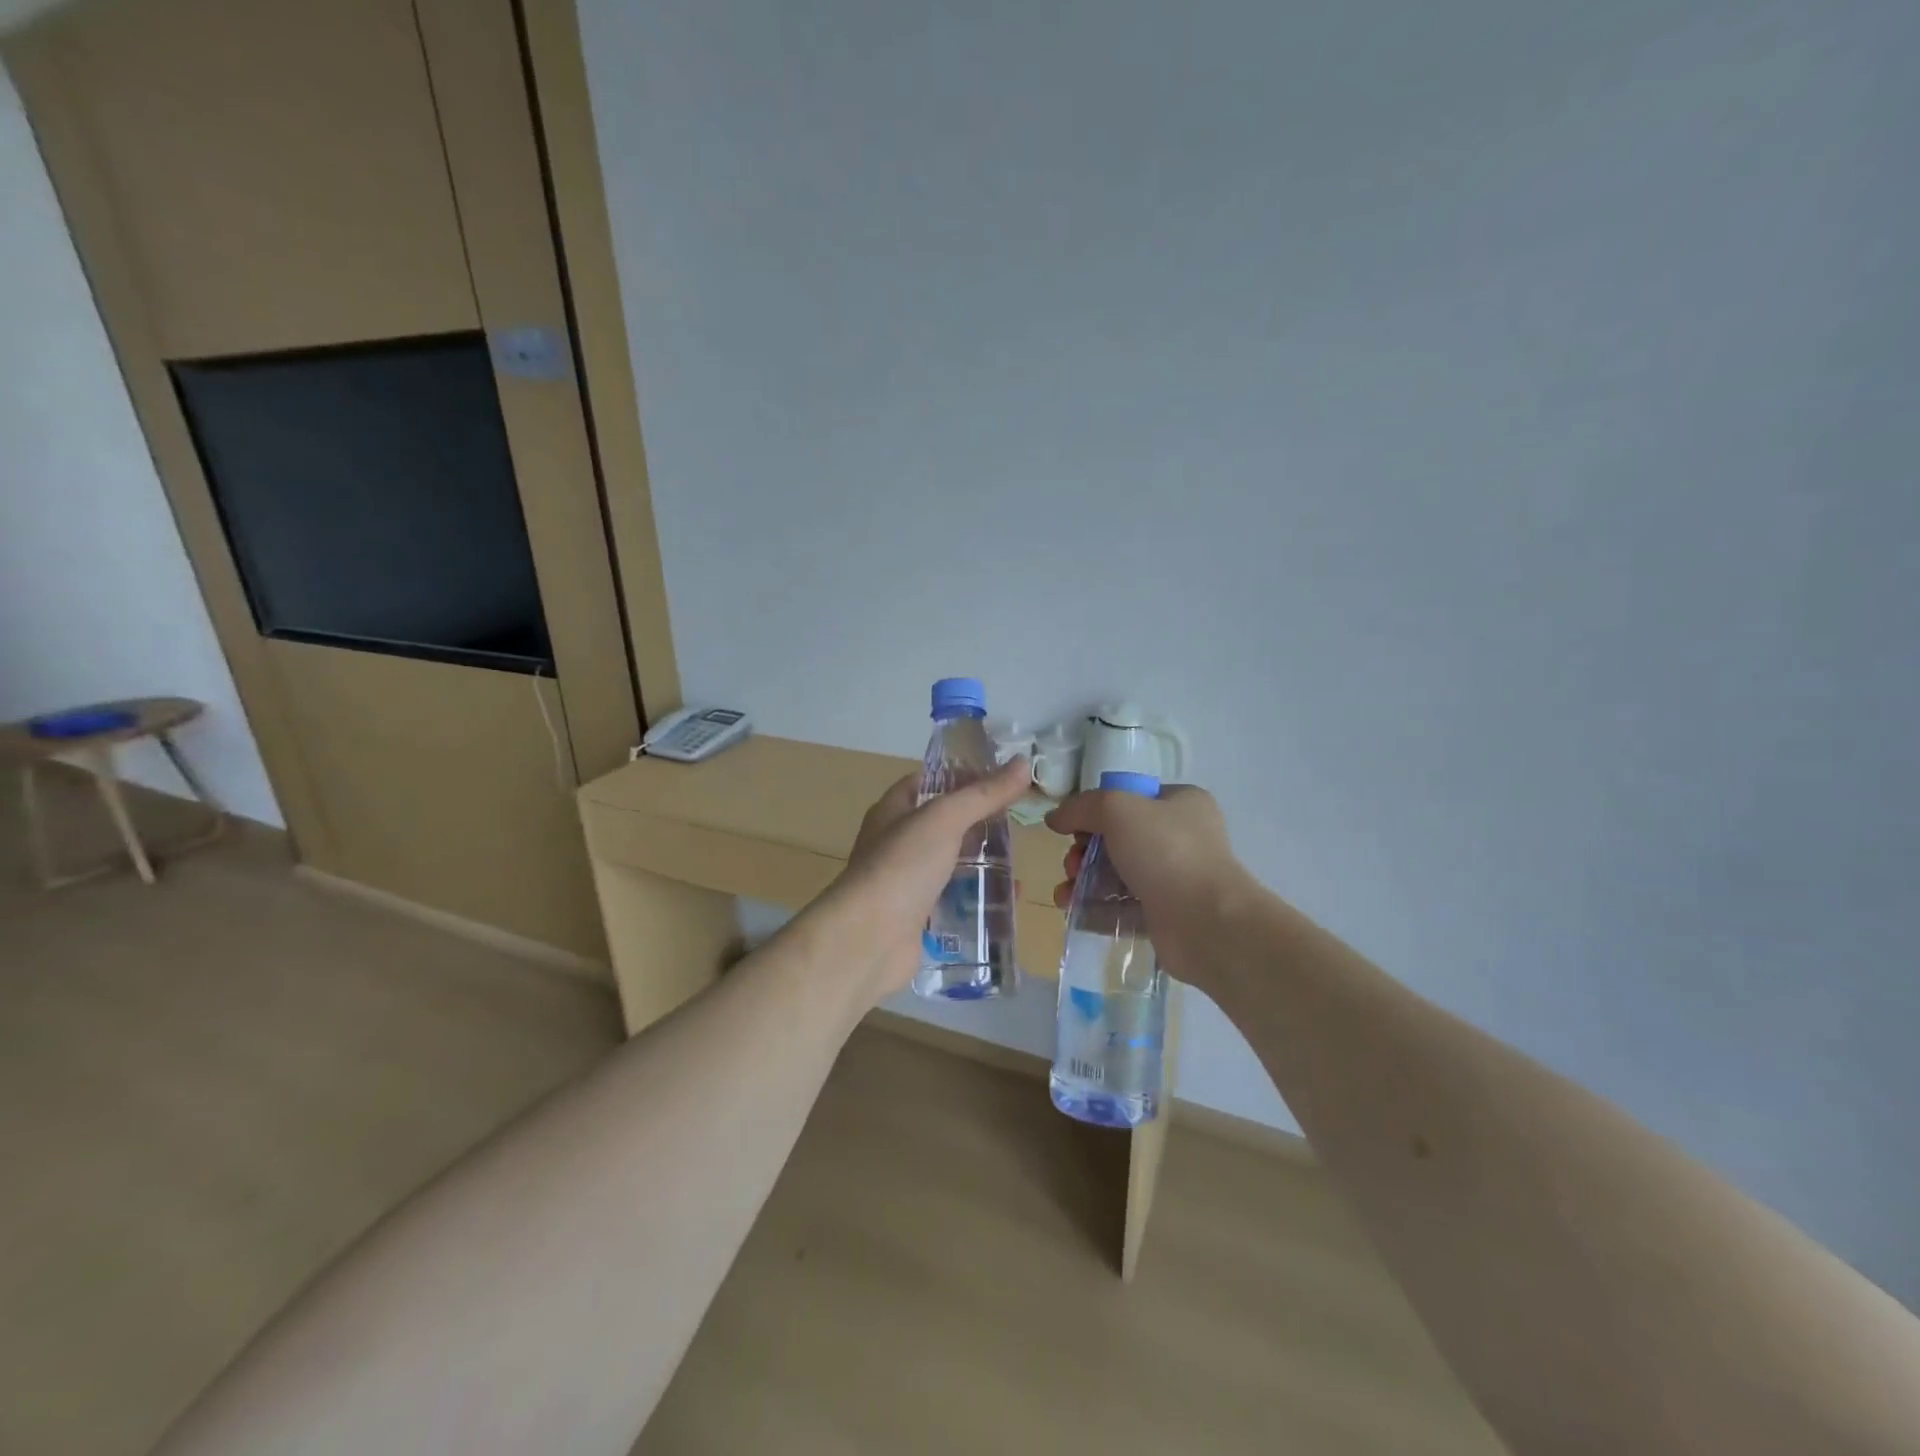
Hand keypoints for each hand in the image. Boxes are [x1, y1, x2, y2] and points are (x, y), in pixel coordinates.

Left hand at [812, 757, 1032, 1005]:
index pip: (928, 783)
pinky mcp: (917, 918)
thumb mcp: (944, 819)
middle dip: (978, 823)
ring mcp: (906, 883)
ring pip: (950, 865)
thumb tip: (1023, 763)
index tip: (1001, 777)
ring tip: (1020, 863)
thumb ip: (983, 794)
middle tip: (1019, 822)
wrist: (869, 940)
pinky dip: (977, 901)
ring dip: (981, 864)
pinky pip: (953, 902)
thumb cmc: (902, 866)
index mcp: (893, 811)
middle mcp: (896, 844)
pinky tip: (1007, 902)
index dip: (961, 776)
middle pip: (943, 825)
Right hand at [1045, 783, 1246, 987]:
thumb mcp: (1117, 809)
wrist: (1208, 923)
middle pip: (1118, 838)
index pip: (1129, 798)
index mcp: (1181, 803)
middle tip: (1072, 864)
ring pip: (1117, 874)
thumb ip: (1081, 807)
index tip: (1074, 829)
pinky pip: (1123, 907)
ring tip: (1065, 894)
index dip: (1096, 811)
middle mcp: (1181, 837)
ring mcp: (1175, 878)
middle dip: (1085, 851)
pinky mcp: (1166, 915)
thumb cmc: (1166, 852)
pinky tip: (1073, 911)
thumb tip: (1055, 818)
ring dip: (1084, 881)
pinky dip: (1097, 908)